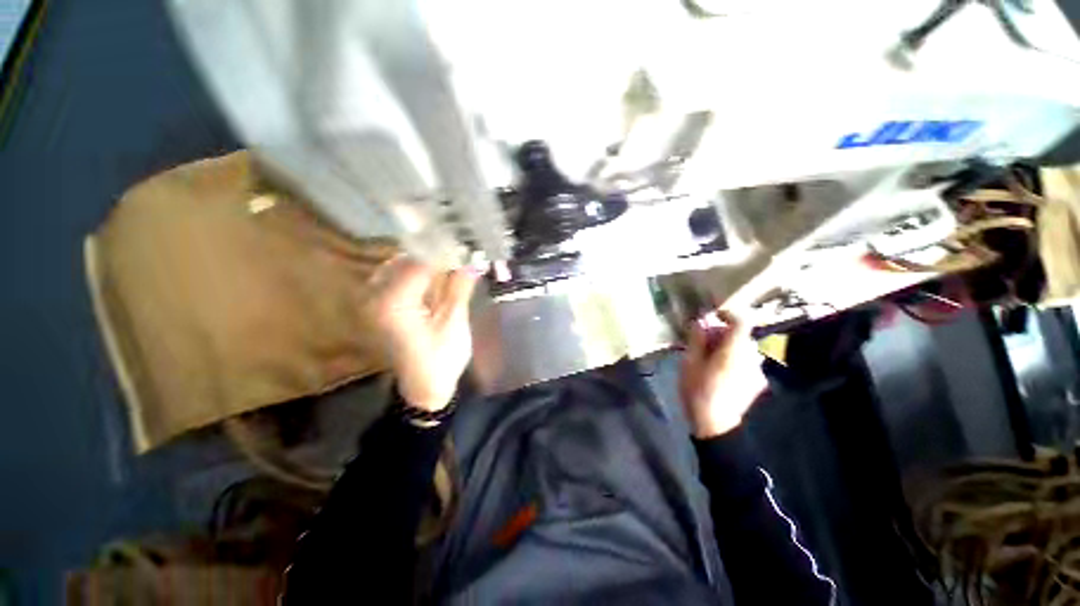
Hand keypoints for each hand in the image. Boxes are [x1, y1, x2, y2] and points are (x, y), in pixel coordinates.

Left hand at [372, 257, 479, 410]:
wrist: (422, 388)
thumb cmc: (441, 360)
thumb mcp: (455, 323)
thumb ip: (460, 287)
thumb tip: (473, 259)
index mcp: (393, 303)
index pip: (419, 262)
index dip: (445, 252)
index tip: (467, 246)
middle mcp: (375, 296)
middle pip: (407, 259)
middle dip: (436, 255)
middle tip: (463, 256)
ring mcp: (373, 300)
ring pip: (402, 265)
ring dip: (428, 263)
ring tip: (454, 267)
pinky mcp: (379, 304)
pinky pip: (398, 276)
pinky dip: (420, 273)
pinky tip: (438, 279)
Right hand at [678, 310, 767, 437]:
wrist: (715, 425)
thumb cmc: (699, 390)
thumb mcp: (690, 361)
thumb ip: (697, 338)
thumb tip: (700, 322)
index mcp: (735, 349)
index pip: (742, 320)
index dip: (728, 314)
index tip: (712, 318)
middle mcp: (752, 357)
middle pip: (740, 336)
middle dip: (721, 334)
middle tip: (701, 342)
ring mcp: (757, 371)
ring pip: (742, 350)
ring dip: (726, 348)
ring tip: (707, 358)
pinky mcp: (756, 383)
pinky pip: (745, 363)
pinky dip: (732, 360)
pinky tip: (717, 372)